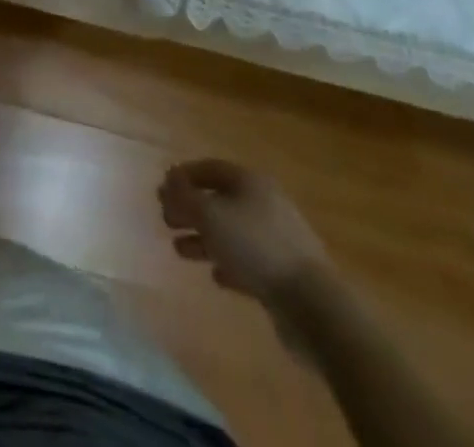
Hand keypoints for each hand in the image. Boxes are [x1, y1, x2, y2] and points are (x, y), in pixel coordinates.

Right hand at [159, 159, 328, 303]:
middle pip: (220, 200)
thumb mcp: (210, 215)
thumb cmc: (255, 246)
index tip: (161, 190)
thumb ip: (184, 197)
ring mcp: (277, 240)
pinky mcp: (283, 274)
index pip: (210, 169)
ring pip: (231, 232)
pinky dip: (228, 264)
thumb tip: (168, 183)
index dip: (183, 176)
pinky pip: (248, 262)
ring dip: (204, 238)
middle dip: (190, 209)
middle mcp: (264, 204)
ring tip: (179, 250)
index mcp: (250, 182)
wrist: (312, 305)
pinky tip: (215, 276)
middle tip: (166, 220)